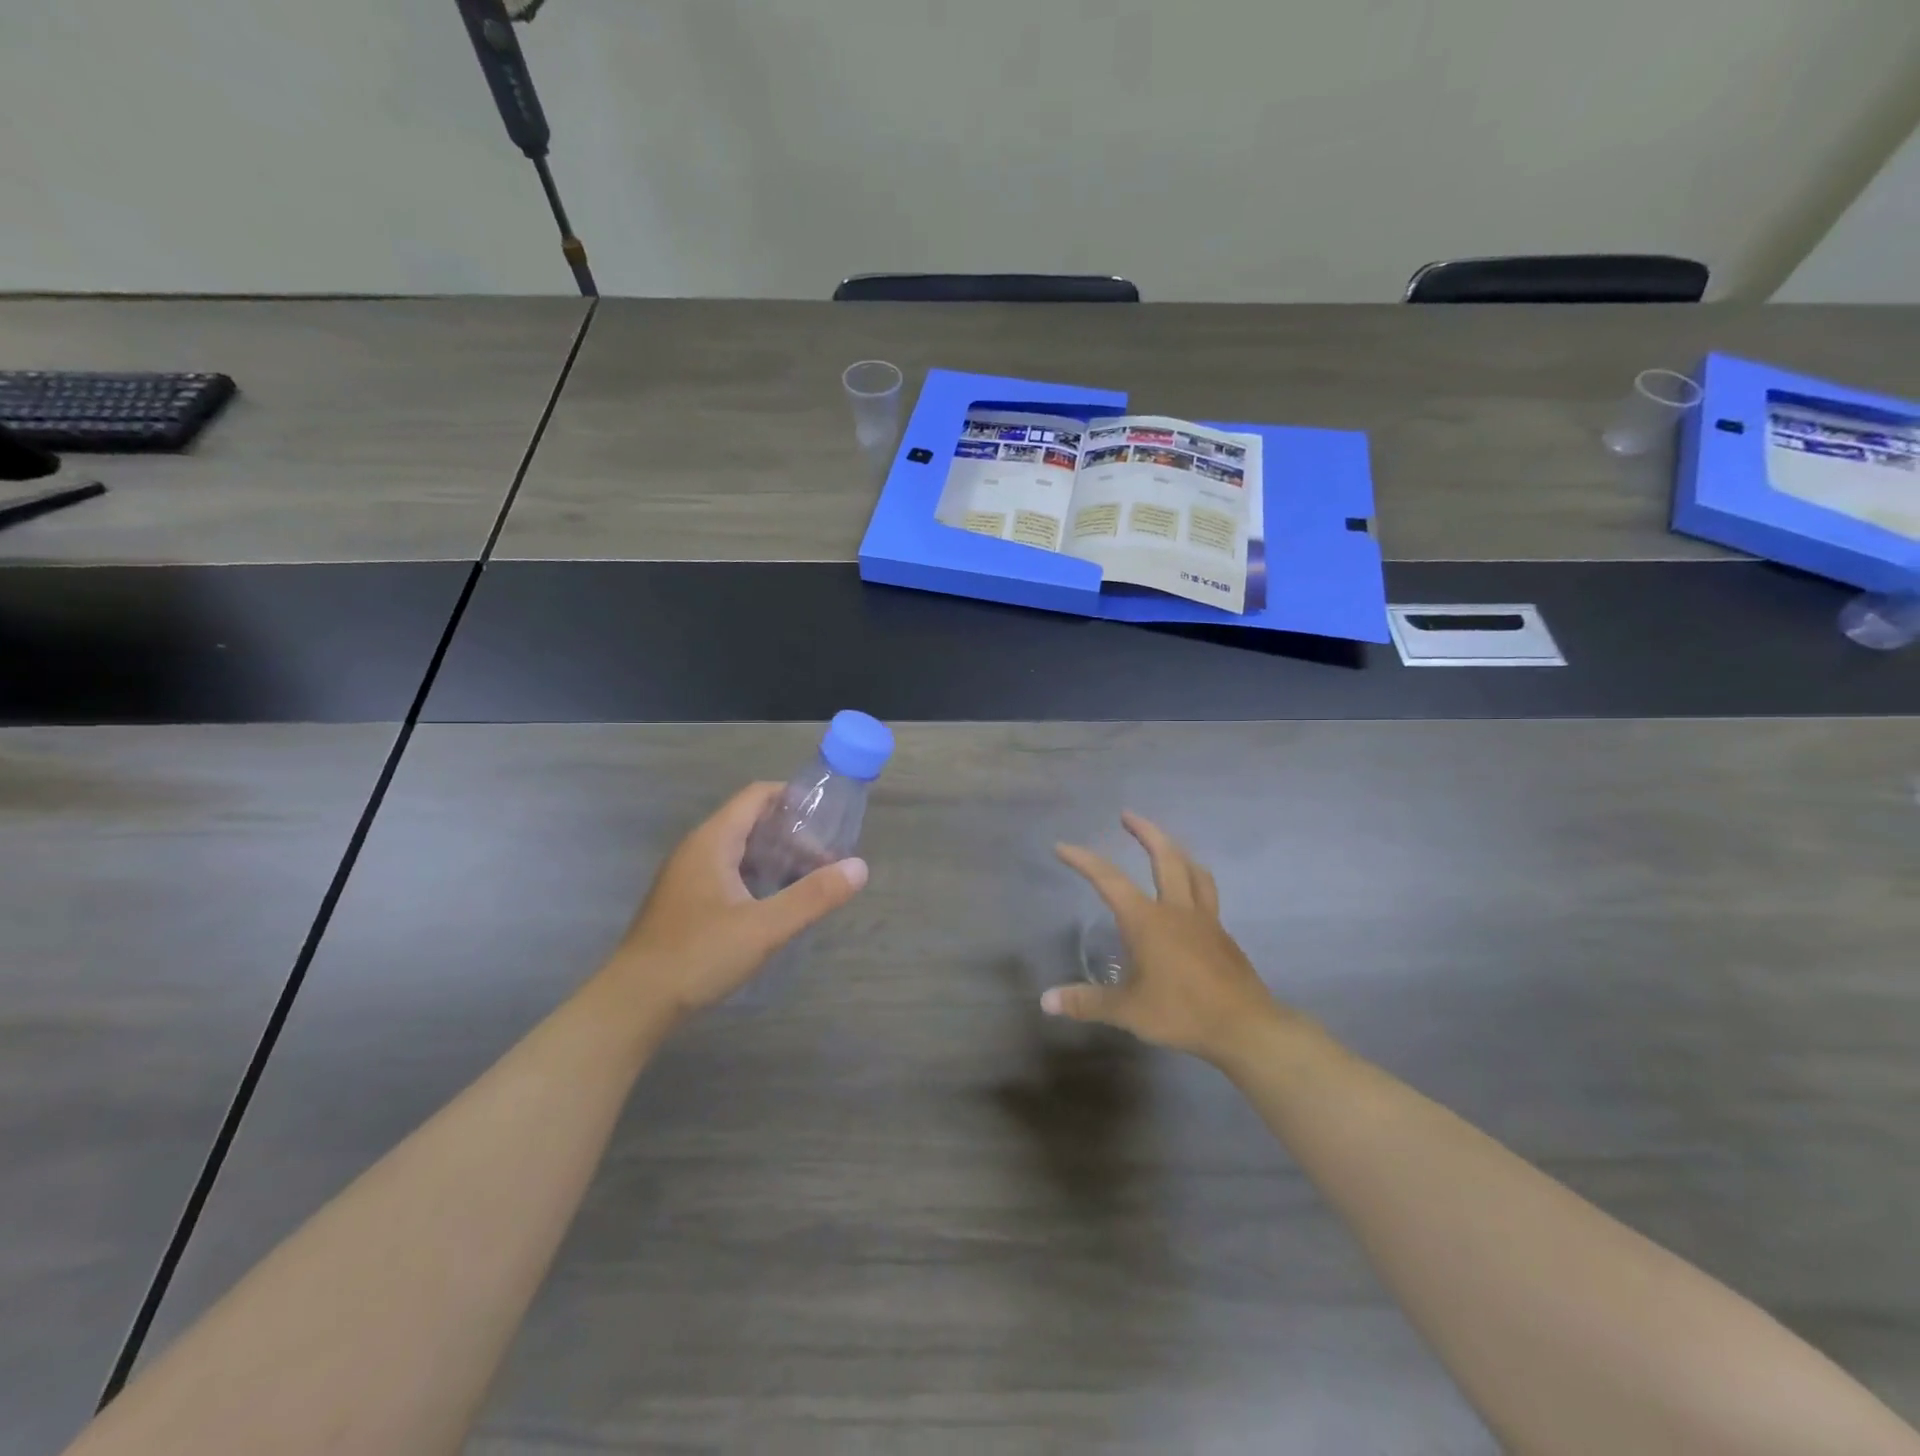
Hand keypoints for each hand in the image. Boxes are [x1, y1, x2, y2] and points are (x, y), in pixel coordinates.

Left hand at [608, 782, 866, 1018]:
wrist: (632, 1005)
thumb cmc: (698, 956)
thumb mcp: (763, 928)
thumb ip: (813, 896)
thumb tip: (859, 867)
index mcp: (712, 841)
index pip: (757, 796)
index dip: (793, 799)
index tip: (828, 818)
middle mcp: (697, 850)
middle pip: (750, 822)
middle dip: (792, 834)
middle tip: (826, 859)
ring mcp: (687, 877)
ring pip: (739, 851)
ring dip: (775, 858)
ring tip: (809, 880)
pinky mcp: (685, 903)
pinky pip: (728, 874)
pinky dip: (757, 877)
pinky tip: (775, 905)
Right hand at [1048, 812, 1290, 1064]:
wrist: (1245, 1026)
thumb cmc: (1182, 1012)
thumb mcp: (1127, 1011)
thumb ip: (1087, 1002)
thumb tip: (1046, 1000)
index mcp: (1147, 920)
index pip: (1108, 880)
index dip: (1083, 860)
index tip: (1062, 846)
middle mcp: (1176, 910)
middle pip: (1165, 857)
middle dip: (1145, 832)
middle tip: (1128, 815)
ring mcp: (1205, 920)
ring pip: (1194, 871)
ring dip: (1177, 851)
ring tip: (1166, 845)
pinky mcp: (1222, 936)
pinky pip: (1207, 895)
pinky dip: (1195, 881)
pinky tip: (1190, 897)